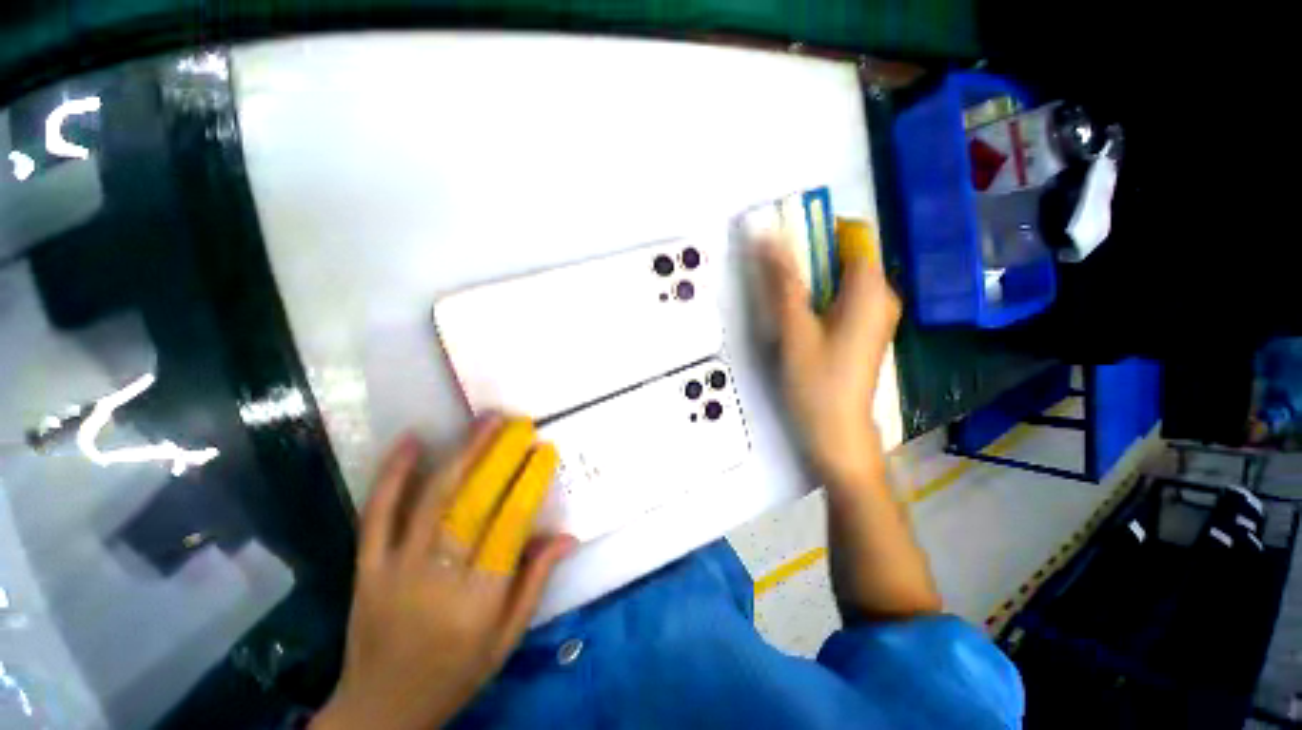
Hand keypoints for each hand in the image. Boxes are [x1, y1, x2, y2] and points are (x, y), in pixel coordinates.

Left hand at [314, 417, 575, 729]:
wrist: (379, 711)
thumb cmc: (455, 674)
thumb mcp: (507, 639)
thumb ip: (535, 582)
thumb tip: (567, 535)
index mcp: (479, 601)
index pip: (510, 526)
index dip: (530, 482)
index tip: (544, 451)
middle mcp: (438, 579)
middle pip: (472, 503)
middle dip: (499, 456)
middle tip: (517, 423)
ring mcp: (396, 569)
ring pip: (432, 500)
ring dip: (461, 453)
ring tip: (484, 421)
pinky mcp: (366, 567)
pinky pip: (377, 514)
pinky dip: (393, 475)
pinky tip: (411, 441)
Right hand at [756, 223, 900, 486]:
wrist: (837, 434)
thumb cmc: (816, 383)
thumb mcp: (794, 330)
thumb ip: (781, 282)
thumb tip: (766, 236)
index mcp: (871, 290)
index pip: (851, 234)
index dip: (816, 232)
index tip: (784, 244)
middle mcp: (881, 296)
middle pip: (844, 256)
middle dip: (808, 258)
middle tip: (774, 277)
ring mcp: (875, 314)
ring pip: (840, 278)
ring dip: (809, 279)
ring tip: (781, 299)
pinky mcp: (864, 330)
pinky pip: (841, 297)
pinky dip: (818, 296)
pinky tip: (797, 317)